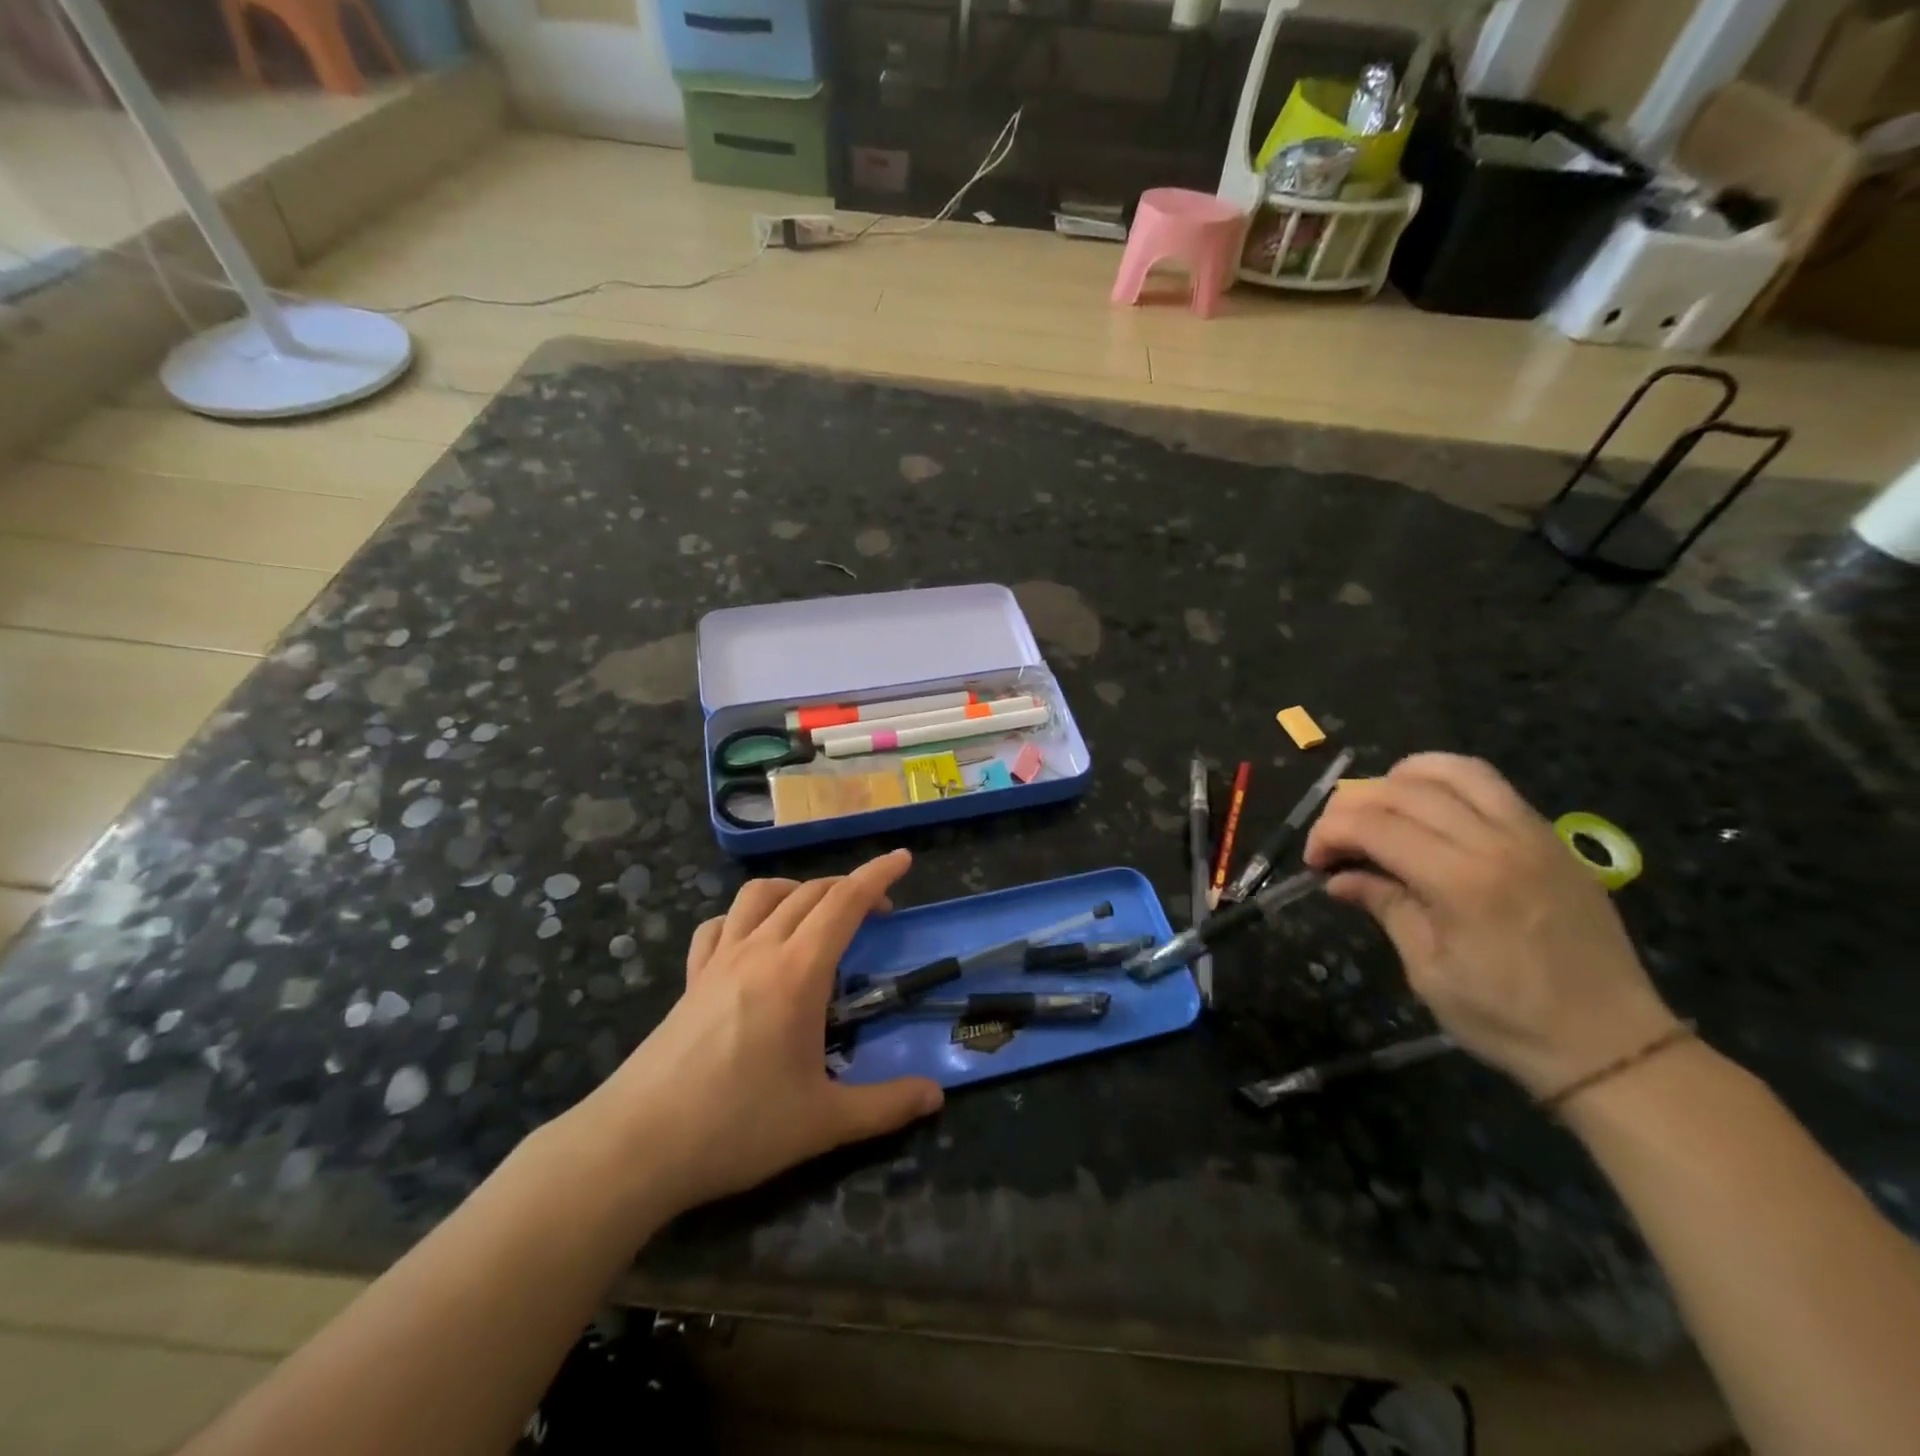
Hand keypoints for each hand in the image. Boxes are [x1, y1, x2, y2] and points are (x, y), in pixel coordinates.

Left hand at [566, 850, 942, 1223]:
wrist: (637, 1146)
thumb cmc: (737, 1127)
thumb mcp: (823, 1122)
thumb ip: (886, 1106)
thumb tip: (936, 1095)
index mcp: (797, 973)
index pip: (844, 903)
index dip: (877, 875)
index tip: (902, 858)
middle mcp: (759, 951)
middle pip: (809, 893)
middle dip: (849, 887)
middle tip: (877, 910)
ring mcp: (719, 960)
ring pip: (760, 895)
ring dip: (796, 890)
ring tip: (816, 913)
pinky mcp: (691, 979)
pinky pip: (719, 925)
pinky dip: (744, 917)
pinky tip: (751, 940)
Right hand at [1303, 754, 1679, 1099]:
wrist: (1614, 1046)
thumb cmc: (1508, 1020)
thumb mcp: (1429, 972)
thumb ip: (1385, 908)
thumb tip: (1339, 878)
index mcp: (1461, 883)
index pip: (1374, 826)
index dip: (1330, 833)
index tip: (1314, 861)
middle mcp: (1497, 844)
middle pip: (1404, 790)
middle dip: (1353, 805)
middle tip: (1336, 838)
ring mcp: (1532, 835)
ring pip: (1453, 771)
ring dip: (1401, 779)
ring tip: (1380, 808)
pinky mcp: (1552, 839)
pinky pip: (1492, 786)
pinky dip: (1446, 784)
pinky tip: (1429, 812)